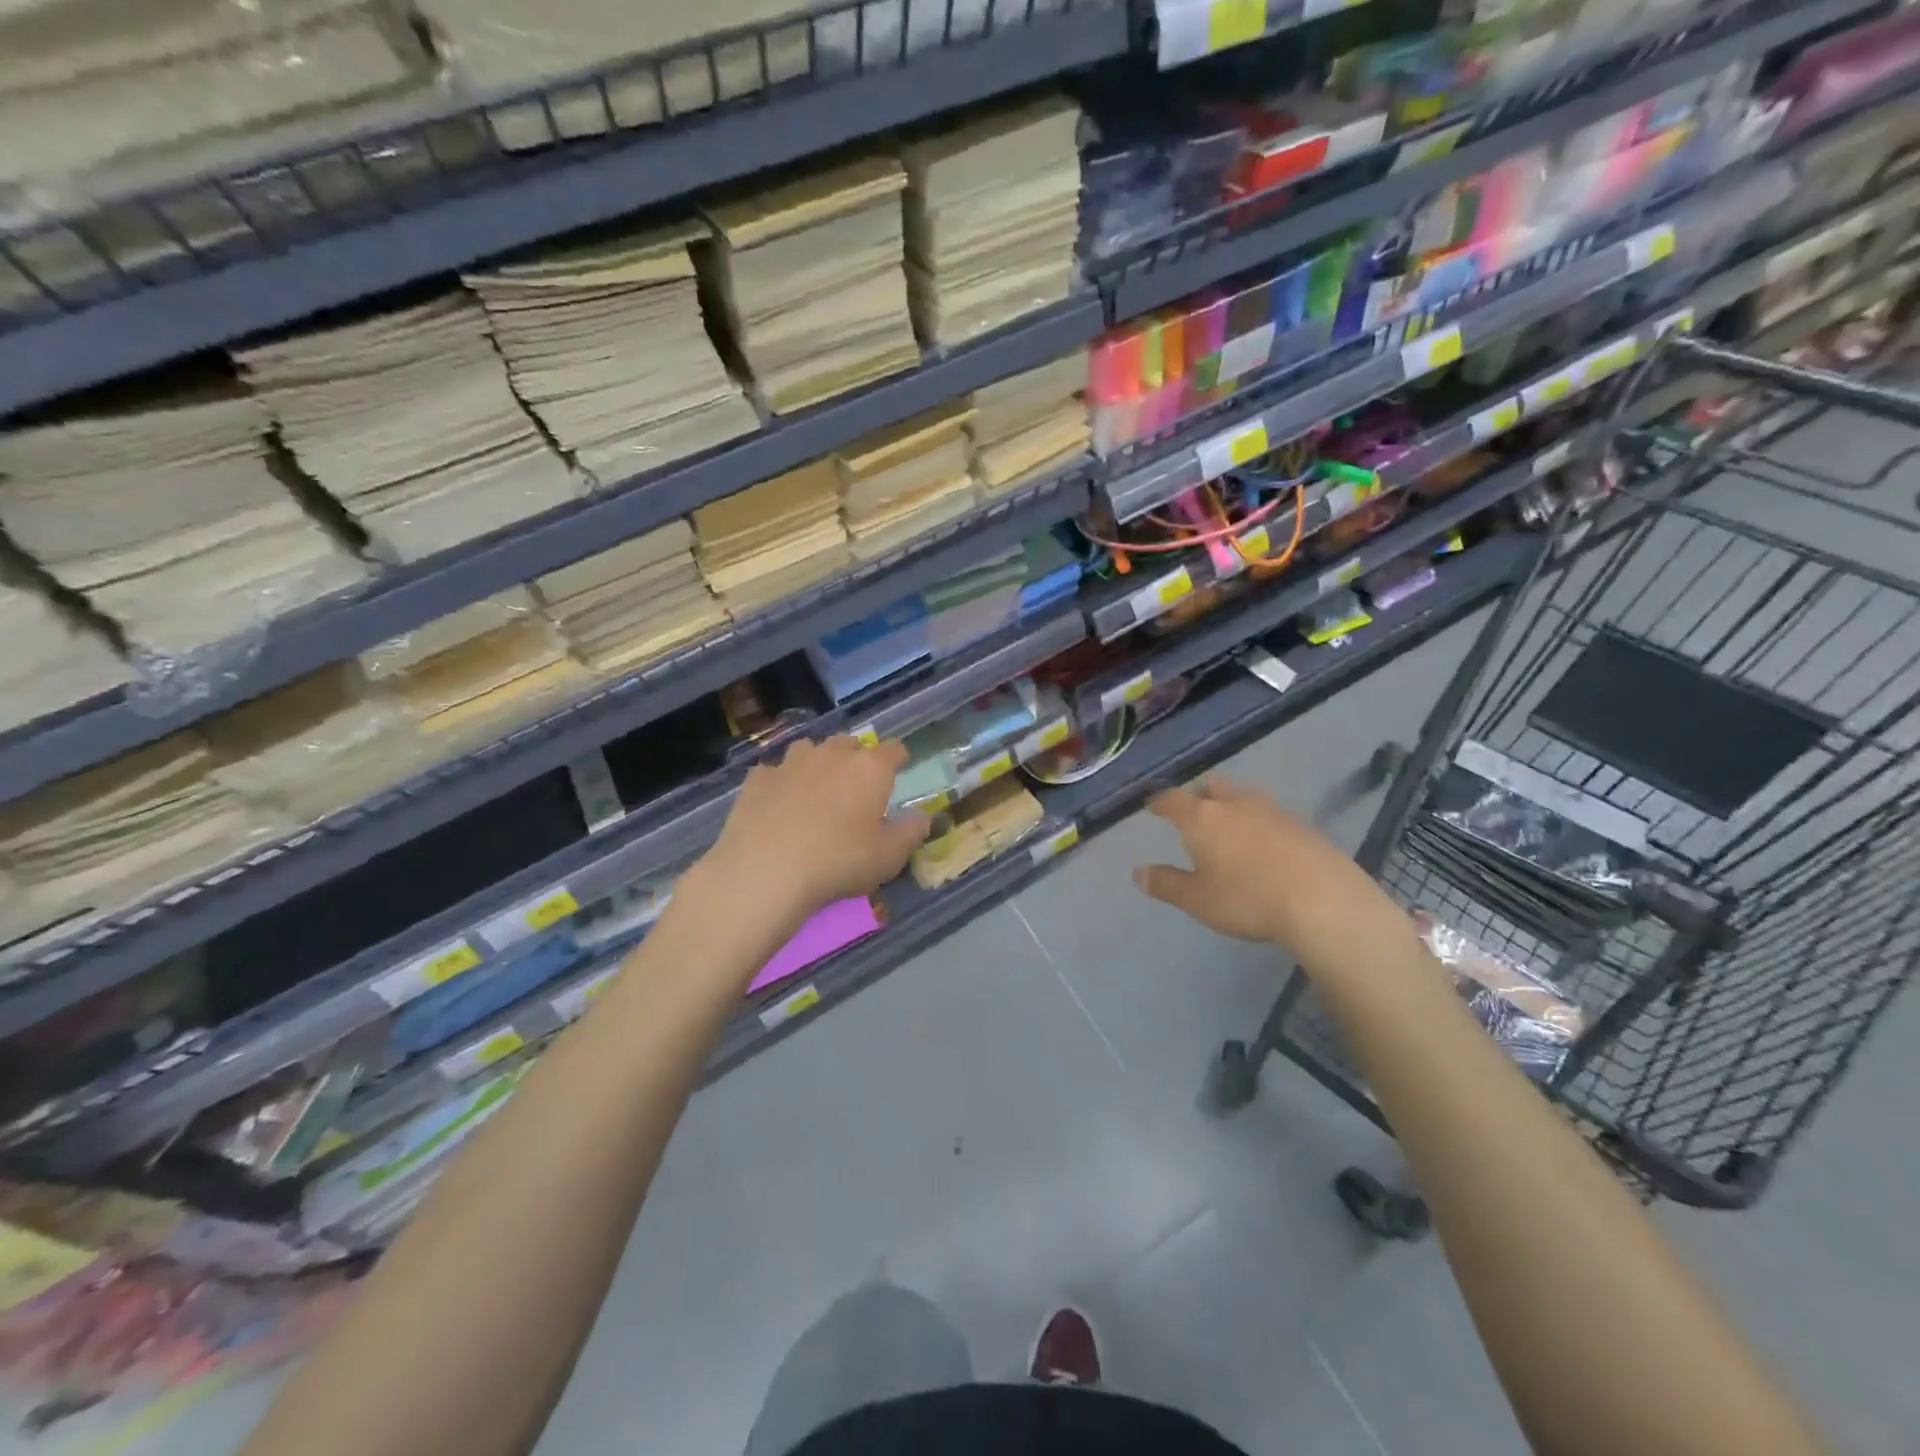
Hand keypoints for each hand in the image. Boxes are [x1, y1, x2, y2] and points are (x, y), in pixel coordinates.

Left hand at [696, 737, 929, 927]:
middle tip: (857, 783)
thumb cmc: (839, 862)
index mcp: (869, 769)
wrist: (766, 872)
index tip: (901, 766)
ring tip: (817, 787)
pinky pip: (775, 771)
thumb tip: (923, 817)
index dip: (899, 757)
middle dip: (856, 757)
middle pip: (849, 743)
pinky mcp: (758, 779)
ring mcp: (790, 763)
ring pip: (810, 749)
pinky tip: (779, 802)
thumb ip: (911, 832)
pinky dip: (781, 781)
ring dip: (818, 762)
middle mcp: (831, 755)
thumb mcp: (889, 856)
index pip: (893, 749)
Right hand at [1132, 778, 1419, 976]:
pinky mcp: (1302, 824)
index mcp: (1202, 817)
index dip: (1159, 802)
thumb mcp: (1197, 900)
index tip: (1152, 806)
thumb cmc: (1247, 899)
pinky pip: (1269, 813)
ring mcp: (1272, 810)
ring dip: (1230, 805)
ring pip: (1242, 796)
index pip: (1172, 799)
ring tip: (1228, 825)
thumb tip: (1138, 873)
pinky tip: (1263, 843)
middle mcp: (1234, 804)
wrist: (1323, 901)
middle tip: (1192, 811)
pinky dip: (1258, 821)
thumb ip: (1166, 884)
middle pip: (1210, 787)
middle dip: (1197, 795)